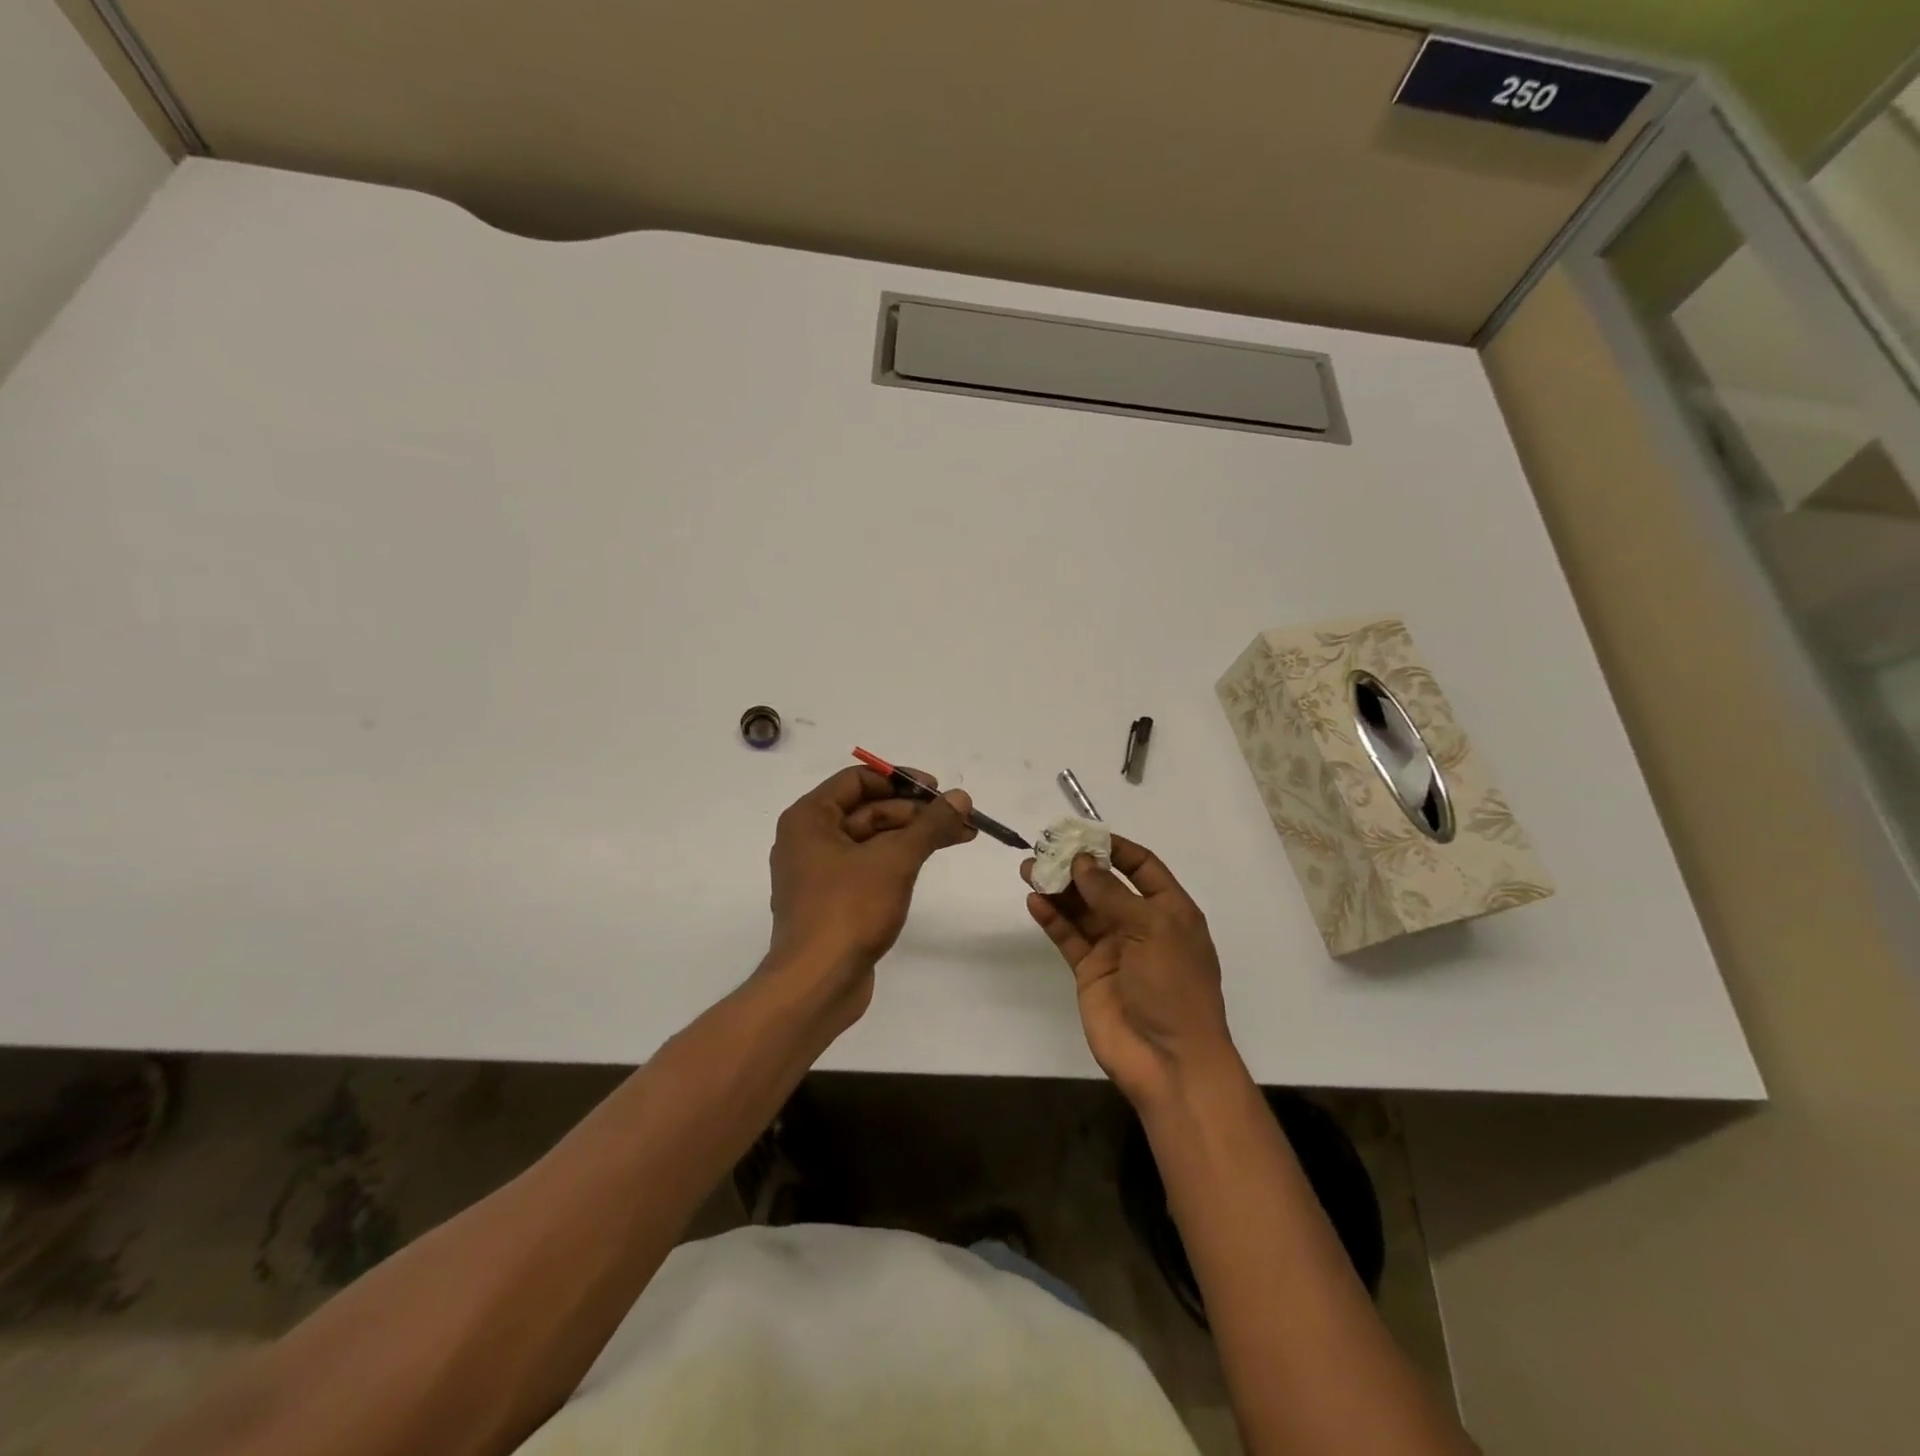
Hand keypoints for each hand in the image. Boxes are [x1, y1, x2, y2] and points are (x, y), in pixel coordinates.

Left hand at [765, 766, 975, 1022]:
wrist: (817, 984)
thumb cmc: (849, 910)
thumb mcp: (895, 860)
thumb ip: (930, 825)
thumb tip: (961, 797)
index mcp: (809, 818)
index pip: (858, 780)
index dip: (901, 780)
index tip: (937, 790)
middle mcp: (809, 839)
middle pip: (868, 809)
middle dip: (915, 812)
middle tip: (960, 816)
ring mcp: (820, 872)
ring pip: (872, 839)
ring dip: (913, 835)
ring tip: (960, 836)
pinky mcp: (833, 900)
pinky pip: (868, 866)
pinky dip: (898, 860)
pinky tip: (929, 861)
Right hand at [1023, 836, 1237, 1110]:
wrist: (1169, 1061)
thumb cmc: (1173, 986)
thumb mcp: (1152, 930)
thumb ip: (1112, 894)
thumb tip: (1081, 861)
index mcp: (1169, 910)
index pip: (1141, 866)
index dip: (1114, 848)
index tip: (1082, 834)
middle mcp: (1141, 924)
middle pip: (1104, 885)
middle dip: (1076, 867)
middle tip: (1044, 849)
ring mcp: (1114, 949)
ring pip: (1081, 909)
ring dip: (1057, 889)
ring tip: (1030, 870)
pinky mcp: (1090, 972)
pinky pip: (1068, 937)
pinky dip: (1052, 918)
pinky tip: (1035, 902)